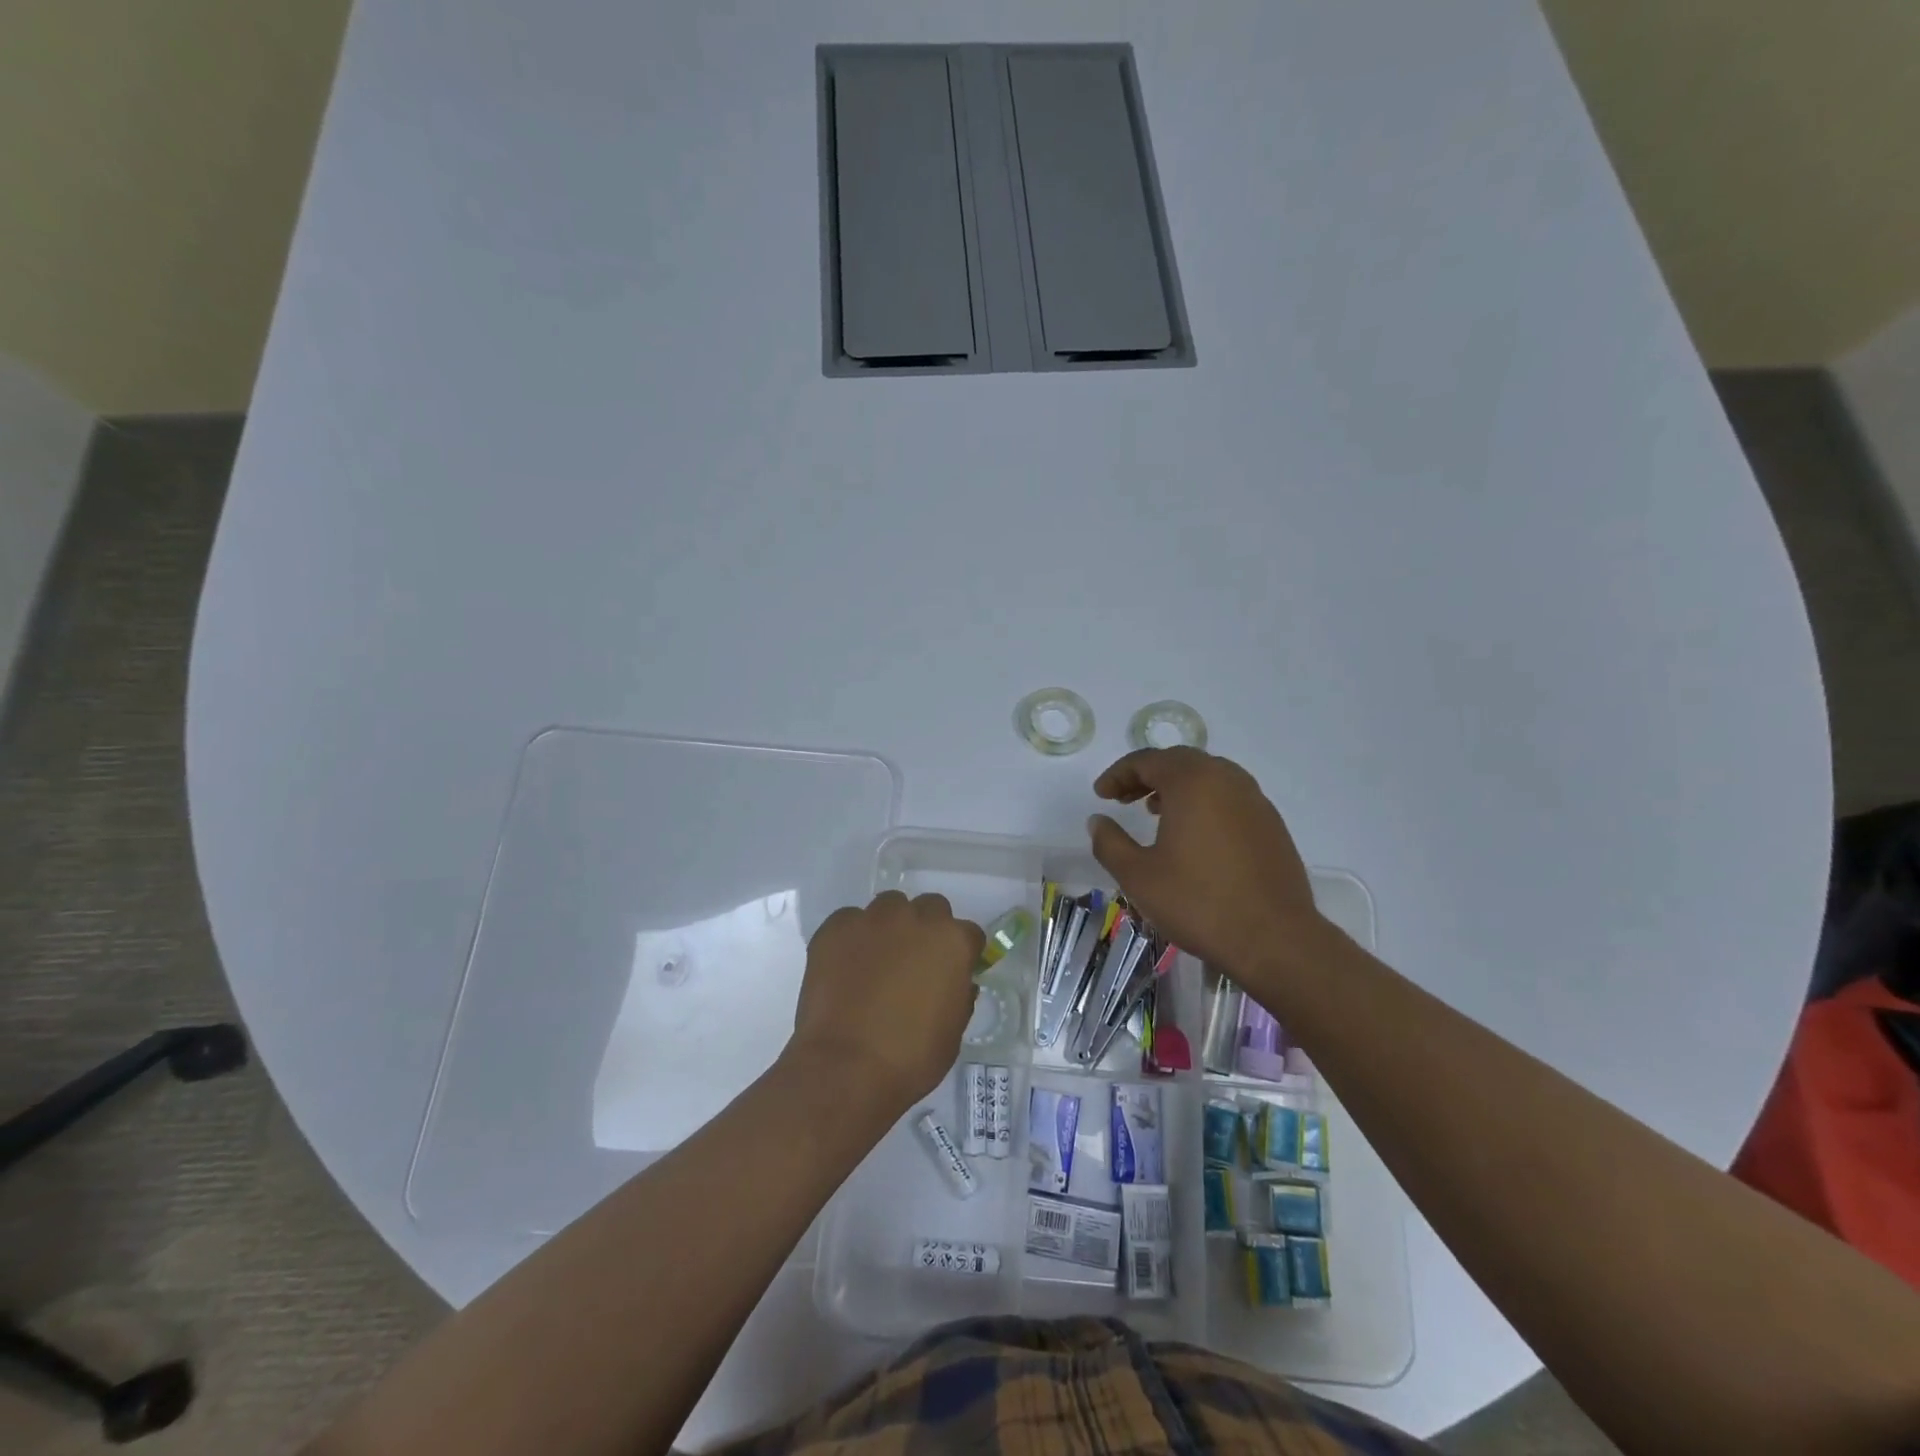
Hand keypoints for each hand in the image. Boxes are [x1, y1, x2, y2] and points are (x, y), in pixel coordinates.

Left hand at [788, 892, 984, 1115]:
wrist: (846, 1067)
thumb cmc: (911, 1058)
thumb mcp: (953, 1032)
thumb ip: (958, 996)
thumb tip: (955, 983)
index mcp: (952, 941)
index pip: (969, 934)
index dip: (962, 954)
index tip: (952, 972)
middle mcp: (916, 918)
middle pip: (930, 908)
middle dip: (927, 929)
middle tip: (914, 962)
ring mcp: (872, 919)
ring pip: (889, 907)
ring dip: (890, 927)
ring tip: (877, 960)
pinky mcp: (835, 927)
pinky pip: (849, 921)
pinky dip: (852, 938)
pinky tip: (845, 967)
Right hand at [1088, 748, 1329, 982]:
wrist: (1275, 939)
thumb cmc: (1198, 903)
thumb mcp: (1137, 876)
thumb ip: (1109, 842)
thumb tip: (1098, 821)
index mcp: (1192, 782)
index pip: (1147, 760)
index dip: (1118, 774)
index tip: (1101, 795)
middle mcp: (1227, 780)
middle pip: (1179, 761)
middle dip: (1147, 775)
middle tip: (1123, 798)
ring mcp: (1255, 800)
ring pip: (1208, 776)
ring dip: (1177, 786)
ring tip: (1155, 812)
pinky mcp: (1271, 824)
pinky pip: (1229, 797)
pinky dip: (1204, 802)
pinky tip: (1194, 835)